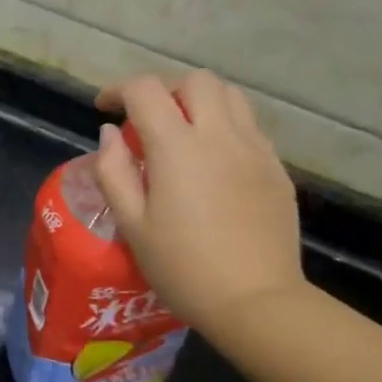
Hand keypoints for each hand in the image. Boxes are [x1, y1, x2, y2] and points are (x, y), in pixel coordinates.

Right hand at [93, 72, 304, 336]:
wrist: (255, 301)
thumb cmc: (181, 266)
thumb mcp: (131, 223)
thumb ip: (114, 171)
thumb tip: (110, 134)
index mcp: (177, 148)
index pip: (146, 91)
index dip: (119, 90)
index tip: (104, 108)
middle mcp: (220, 136)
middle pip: (195, 80)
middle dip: (164, 88)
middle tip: (144, 116)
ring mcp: (255, 150)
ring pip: (230, 96)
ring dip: (199, 100)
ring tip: (180, 129)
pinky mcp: (276, 169)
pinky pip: (249, 126)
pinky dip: (224, 125)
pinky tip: (211, 159)